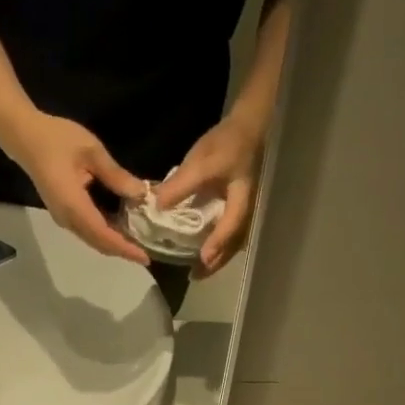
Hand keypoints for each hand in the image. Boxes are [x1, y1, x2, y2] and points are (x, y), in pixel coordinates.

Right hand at [1, 111, 150, 263]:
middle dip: (123, 251)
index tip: (145, 257)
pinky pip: (88, 231)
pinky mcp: (64, 214)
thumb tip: (141, 194)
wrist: (24, 137)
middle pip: (100, 243)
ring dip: (115, 244)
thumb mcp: (91, 151)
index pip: (104, 235)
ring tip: (138, 243)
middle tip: (147, 253)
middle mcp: (67, 219)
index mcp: (73, 206)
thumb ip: (116, 175)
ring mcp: (64, 218)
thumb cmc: (56, 139)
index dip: (125, 248)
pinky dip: (106, 235)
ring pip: (94, 240)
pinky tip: (121, 229)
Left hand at [151, 118, 261, 275]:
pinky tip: (207, 252)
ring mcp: (246, 212)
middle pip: (234, 244)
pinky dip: (219, 246)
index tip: (203, 259)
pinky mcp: (239, 210)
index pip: (231, 225)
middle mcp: (247, 212)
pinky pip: (231, 234)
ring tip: (200, 270)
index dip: (218, 242)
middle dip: (217, 261)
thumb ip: (180, 184)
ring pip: (234, 242)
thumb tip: (157, 206)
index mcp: (241, 200)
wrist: (247, 129)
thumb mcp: (201, 162)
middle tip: (197, 276)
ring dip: (218, 258)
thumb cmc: (227, 144)